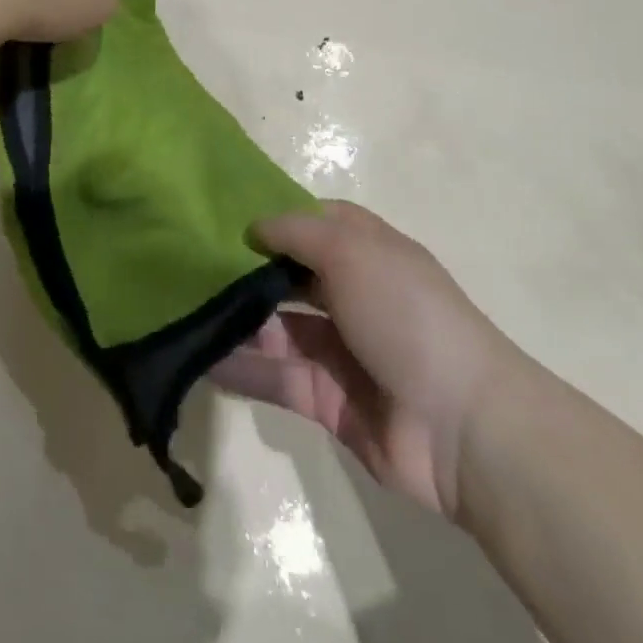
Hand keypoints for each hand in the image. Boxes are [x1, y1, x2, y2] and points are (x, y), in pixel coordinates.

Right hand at [213, 201, 516, 518]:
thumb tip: (254, 225)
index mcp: (368, 252)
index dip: (276, 218)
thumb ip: (297, 232)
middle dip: (246, 271)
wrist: (460, 425)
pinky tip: (198, 359)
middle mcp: (353, 294)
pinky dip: (241, 369)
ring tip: (181, 311)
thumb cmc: (405, 314)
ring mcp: (340, 349)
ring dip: (235, 321)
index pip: (316, 223)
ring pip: (277, 328)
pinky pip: (275, 377)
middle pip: (290, 275)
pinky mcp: (326, 399)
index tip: (225, 217)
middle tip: (188, 265)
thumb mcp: (353, 251)